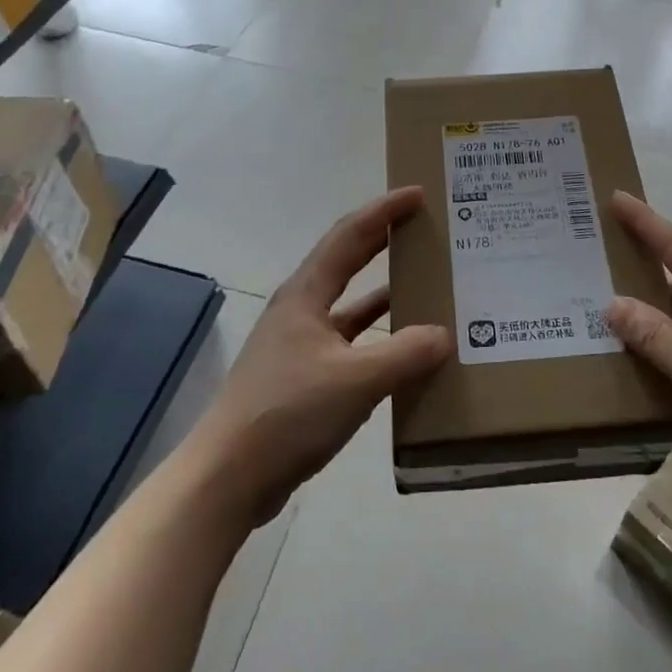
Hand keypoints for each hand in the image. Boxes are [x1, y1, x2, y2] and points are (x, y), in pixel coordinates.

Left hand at [184, 188, 451, 527]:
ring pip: (349, 305)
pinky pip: (350, 343)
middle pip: (347, 260)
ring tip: (423, 283)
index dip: (383, 210)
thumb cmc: (288, 413)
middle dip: (382, 238)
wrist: (228, 477)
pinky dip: (376, 339)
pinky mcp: (303, 377)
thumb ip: (404, 354)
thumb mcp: (355, 380)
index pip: (350, 234)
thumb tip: (443, 334)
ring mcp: (299, 344)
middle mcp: (301, 309)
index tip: (417, 194)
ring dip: (383, 291)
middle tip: (422, 225)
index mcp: (306, 294)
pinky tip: (402, 350)